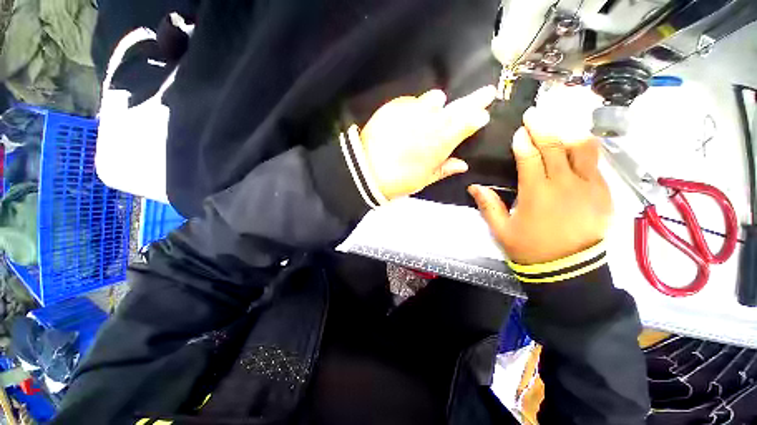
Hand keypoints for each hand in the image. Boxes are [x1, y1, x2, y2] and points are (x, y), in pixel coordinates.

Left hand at [360, 86, 496, 199]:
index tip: (484, 114)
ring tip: (437, 107)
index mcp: (441, 142)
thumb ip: (444, 169)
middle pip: (457, 107)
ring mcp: (412, 111)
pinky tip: (411, 115)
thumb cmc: (398, 180)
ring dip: (439, 104)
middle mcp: (431, 122)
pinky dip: (416, 106)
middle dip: (474, 100)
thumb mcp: (424, 179)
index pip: (467, 124)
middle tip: (487, 92)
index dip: (477, 117)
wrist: (366, 170)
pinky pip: (411, 101)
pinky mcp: (395, 106)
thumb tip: (463, 164)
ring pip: (434, 99)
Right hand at [468, 107, 612, 264]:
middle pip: (555, 146)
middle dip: (543, 127)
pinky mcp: (604, 193)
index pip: (529, 158)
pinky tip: (577, 143)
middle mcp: (564, 185)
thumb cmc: (529, 248)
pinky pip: (596, 163)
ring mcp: (589, 187)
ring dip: (569, 131)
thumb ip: (488, 205)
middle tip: (535, 113)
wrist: (568, 269)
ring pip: (583, 148)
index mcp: (536, 194)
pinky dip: (586, 149)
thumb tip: (474, 186)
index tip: (518, 131)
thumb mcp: (501, 229)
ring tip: (560, 122)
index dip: (522, 142)